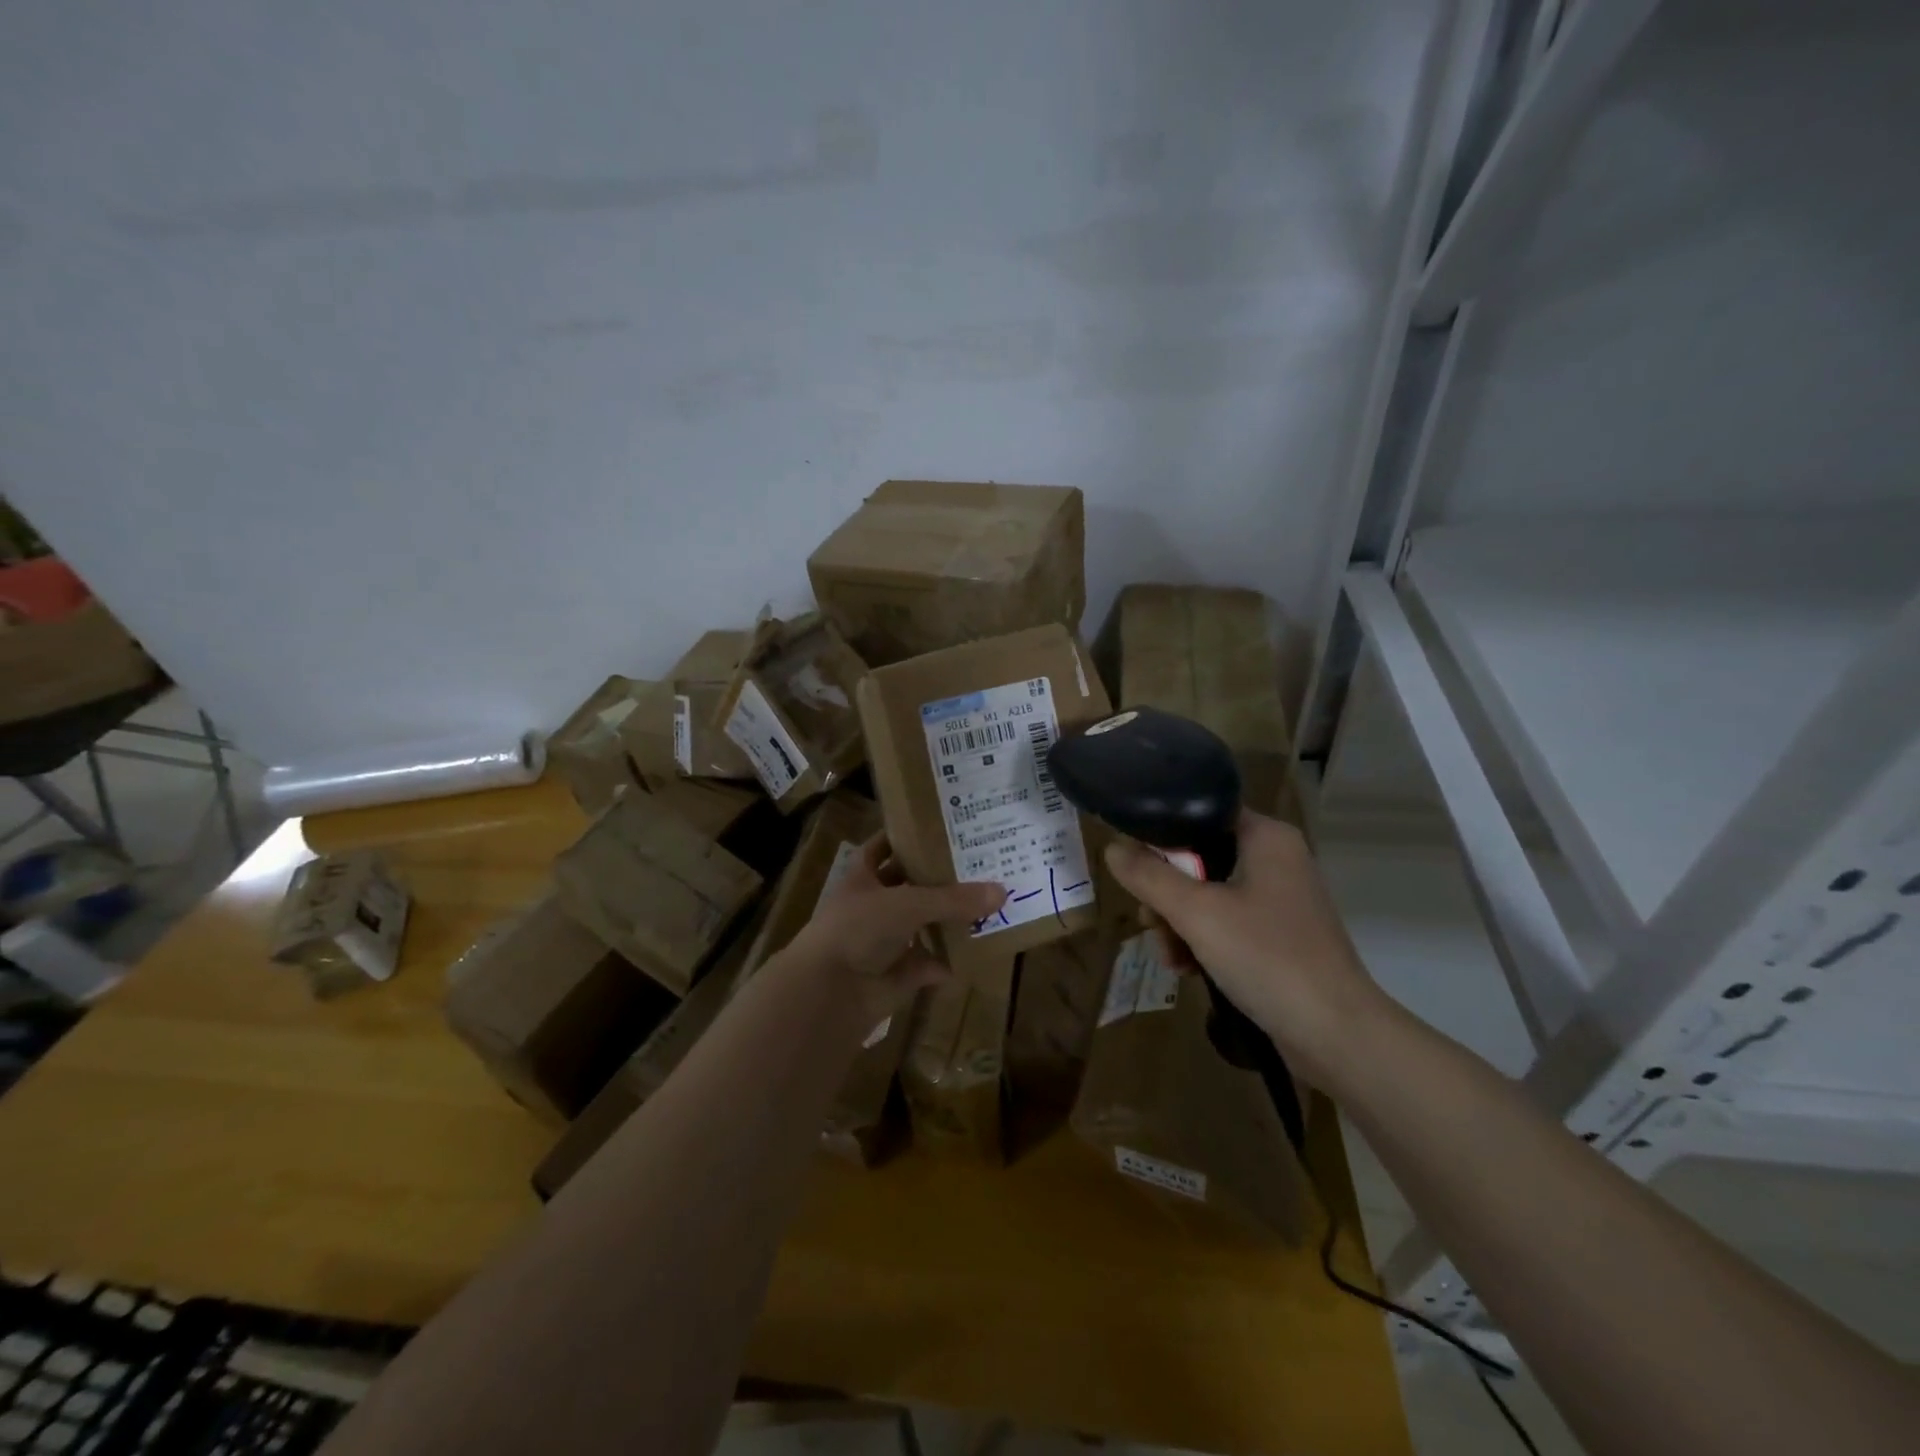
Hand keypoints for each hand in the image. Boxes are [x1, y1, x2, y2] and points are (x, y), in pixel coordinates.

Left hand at [787, 834, 1006, 1025]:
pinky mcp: (894, 975)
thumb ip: (953, 899)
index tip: (940, 827)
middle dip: (938, 879)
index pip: (882, 847)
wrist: (828, 992)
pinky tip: (976, 953)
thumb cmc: (858, 929)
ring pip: (921, 925)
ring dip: (947, 921)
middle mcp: (871, 906)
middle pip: (908, 886)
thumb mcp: (907, 904)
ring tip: (986, 905)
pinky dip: (947, 962)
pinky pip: (927, 965)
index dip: (905, 837)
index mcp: (862, 877)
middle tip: (978, 865)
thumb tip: (1002, 891)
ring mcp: (882, 942)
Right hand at [1102, 809, 1389, 1084]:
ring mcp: (1278, 899)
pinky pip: (1225, 923)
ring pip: (1206, 894)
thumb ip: (1149, 876)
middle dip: (1165, 893)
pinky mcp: (1278, 935)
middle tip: (1150, 922)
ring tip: (1169, 957)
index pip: (1199, 813)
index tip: (1133, 864)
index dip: (1160, 834)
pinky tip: (1186, 969)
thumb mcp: (1197, 913)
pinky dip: (1201, 941)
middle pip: (1197, 858)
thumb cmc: (1267, 958)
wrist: (1336, 1034)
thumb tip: (1112, 848)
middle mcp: (1275, 858)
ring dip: (1178, 923)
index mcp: (1265, 837)